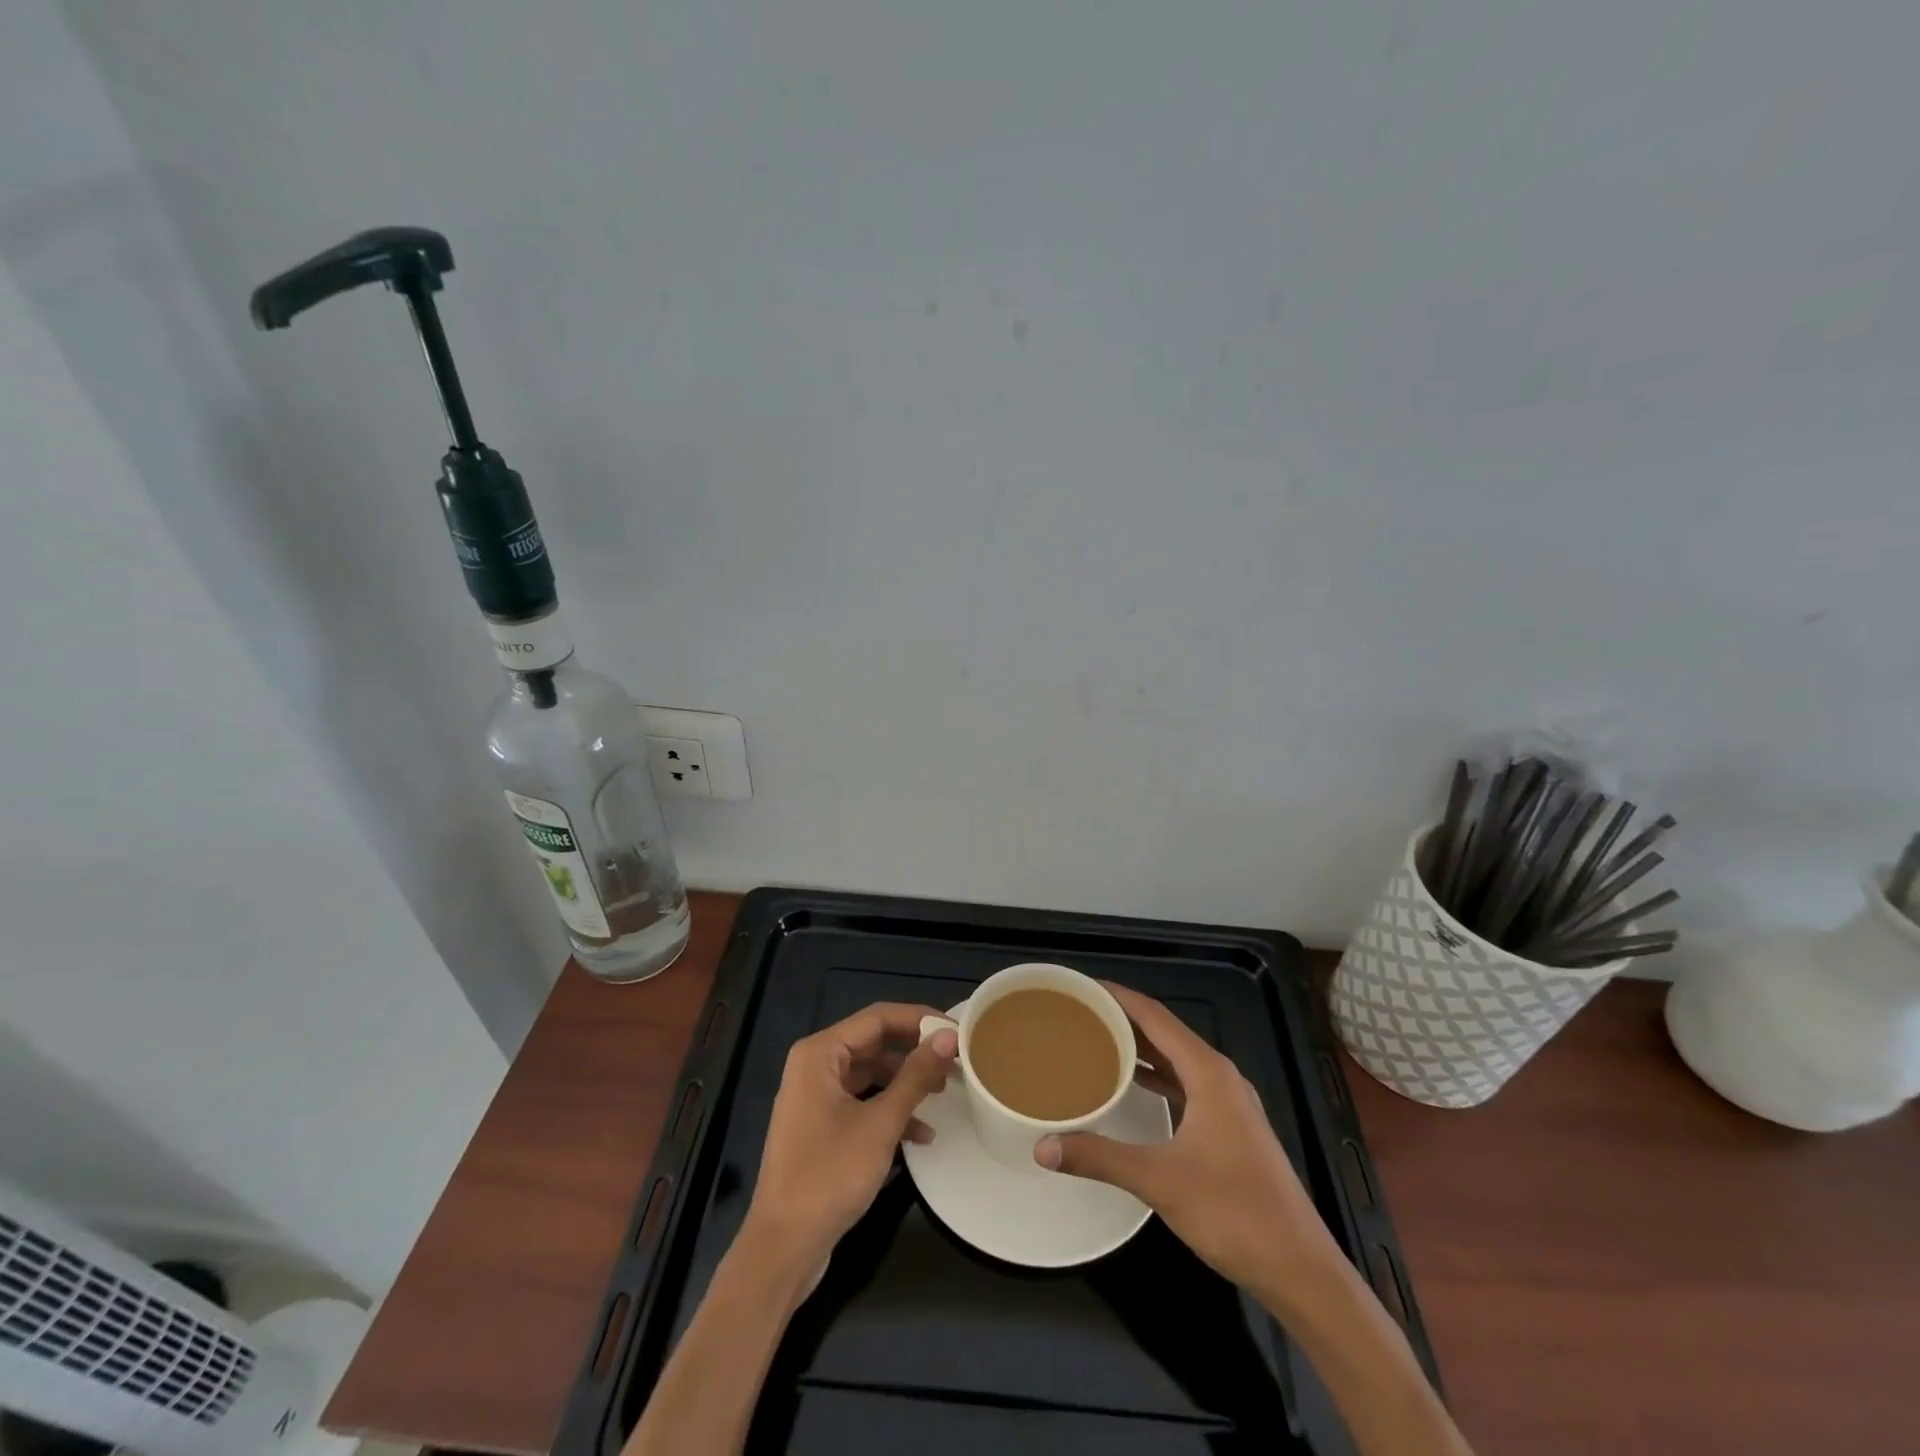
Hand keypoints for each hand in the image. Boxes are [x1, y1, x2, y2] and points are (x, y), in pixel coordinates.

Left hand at [741, 1003, 958, 1272]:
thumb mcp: (881, 1124)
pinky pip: (862, 1103)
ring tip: (944, 1093)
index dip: (919, 1019)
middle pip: (874, 1044)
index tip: (957, 1030)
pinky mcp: (821, 1127)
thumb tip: (948, 1038)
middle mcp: (815, 1066)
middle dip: (915, 1052)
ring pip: (871, 1074)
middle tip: (955, 1060)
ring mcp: (816, 1097)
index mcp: (820, 1053)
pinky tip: (922, 1135)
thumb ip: (916, 1076)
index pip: (877, 1017)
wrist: (783, 1248)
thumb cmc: (829, 1175)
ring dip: (906, 1083)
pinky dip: (890, 1111)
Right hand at [1034, 983, 1341, 1301]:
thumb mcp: (1160, 1181)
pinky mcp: (1231, 1128)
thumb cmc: (1233, 1212)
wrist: (1300, 1268)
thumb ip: (1100, 1157)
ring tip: (1097, 1040)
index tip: (1083, 986)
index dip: (1119, 996)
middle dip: (1125, 1019)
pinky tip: (1134, 1085)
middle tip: (1081, 1012)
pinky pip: (1186, 1084)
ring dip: (1141, 1047)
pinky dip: (1158, 1077)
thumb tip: (1043, 1147)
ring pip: (1177, 1059)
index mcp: (1208, 1072)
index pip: (1156, 1016)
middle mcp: (1221, 1077)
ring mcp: (1230, 1103)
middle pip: (1166, 1032)